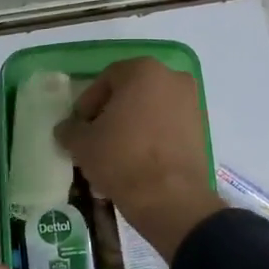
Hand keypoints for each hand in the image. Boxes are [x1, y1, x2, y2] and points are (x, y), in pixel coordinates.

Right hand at [54, 57, 225, 259]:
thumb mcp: (82, 143)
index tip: (79, 126)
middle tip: (95, 137)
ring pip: (151, 110)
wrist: (170, 198)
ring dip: (131, 126)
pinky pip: (167, 127)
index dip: (87, 102)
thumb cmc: (121, 158)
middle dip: (111, 112)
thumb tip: (66, 129)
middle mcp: (173, 78)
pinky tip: (136, 161)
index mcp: (143, 71)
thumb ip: (70, 129)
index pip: (106, 78)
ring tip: (114, 153)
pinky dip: (151, 137)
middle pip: (131, 91)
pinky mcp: (201, 130)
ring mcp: (192, 104)